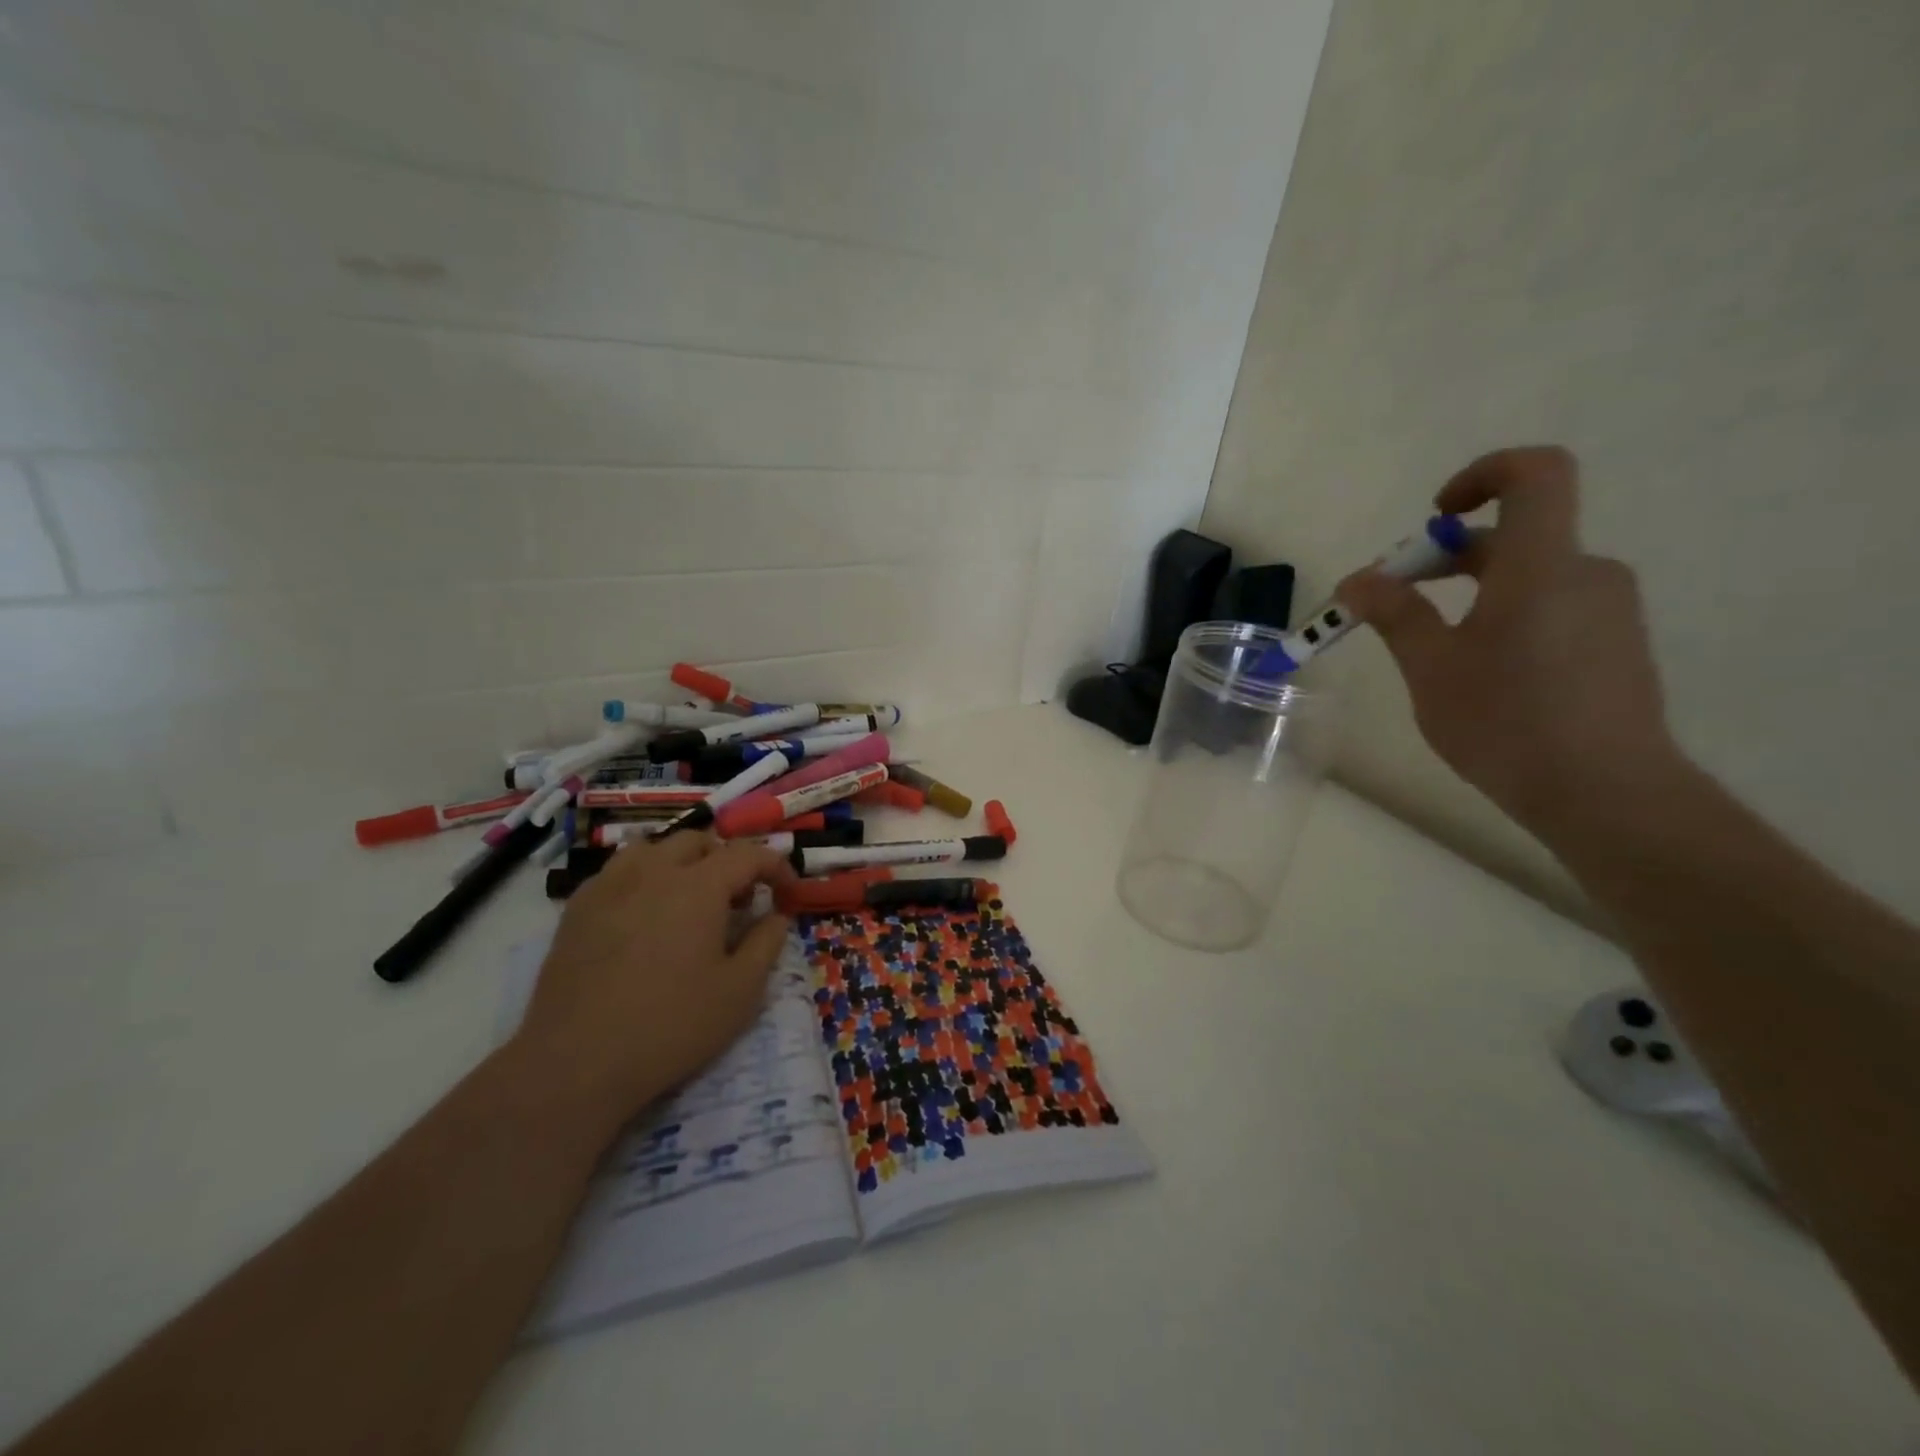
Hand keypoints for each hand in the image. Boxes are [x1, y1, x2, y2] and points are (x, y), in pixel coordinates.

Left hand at [511, 833, 794, 1130]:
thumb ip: (766, 943)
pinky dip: (642, 879)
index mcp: (699, 886)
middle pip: (698, 842)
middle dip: (726, 861)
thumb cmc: (671, 1025)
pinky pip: (617, 872)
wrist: (577, 1062)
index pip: (748, 854)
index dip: (775, 866)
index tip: (786, 892)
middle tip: (738, 900)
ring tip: (688, 899)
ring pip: (652, 848)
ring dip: (680, 863)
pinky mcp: (577, 909)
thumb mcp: (741, 990)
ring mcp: (609, 886)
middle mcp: (654, 871)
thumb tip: (776, 915)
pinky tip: (642, 916)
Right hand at [1337, 446, 1684, 835]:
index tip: (1435, 518)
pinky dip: (1506, 617)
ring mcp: (1608, 611)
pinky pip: (1552, 608)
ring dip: (1474, 593)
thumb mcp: (1432, 667)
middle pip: (1516, 534)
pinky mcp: (1615, 646)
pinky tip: (1480, 675)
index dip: (1483, 474)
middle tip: (1394, 601)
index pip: (1535, 474)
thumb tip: (1358, 580)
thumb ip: (1395, 614)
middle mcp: (1586, 572)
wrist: (1606, 793)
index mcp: (1542, 565)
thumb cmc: (1506, 721)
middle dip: (1447, 557)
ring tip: (1431, 650)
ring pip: (1531, 576)